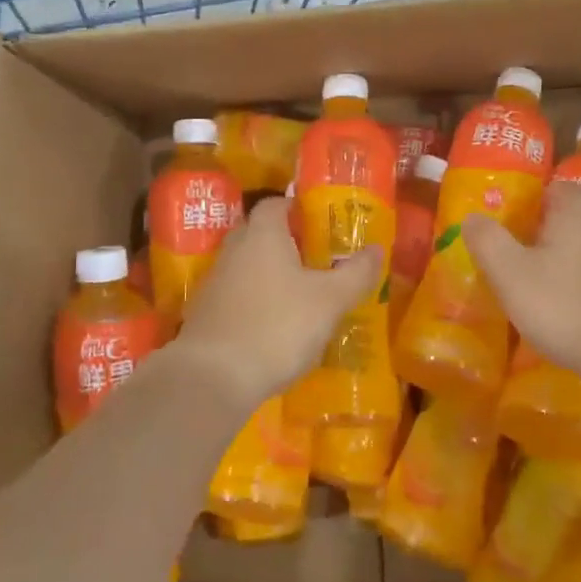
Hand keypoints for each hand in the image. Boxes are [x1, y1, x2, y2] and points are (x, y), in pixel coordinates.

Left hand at [175, 198, 382, 404]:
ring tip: (299, 294)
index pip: (275, 204)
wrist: (213, 377)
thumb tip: (376, 249)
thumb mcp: (329, 301)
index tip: (319, 222)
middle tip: (315, 257)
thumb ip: (355, 273)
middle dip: (284, 241)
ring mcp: (214, 283)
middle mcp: (234, 250)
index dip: (296, 208)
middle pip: (258, 233)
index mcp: (262, 236)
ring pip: (246, 266)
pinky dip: (254, 302)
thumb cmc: (276, 326)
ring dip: (268, 274)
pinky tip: (273, 326)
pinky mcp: (204, 315)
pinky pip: (235, 296)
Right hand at [464, 181, 580, 392]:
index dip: (540, 195)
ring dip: (568, 266)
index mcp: (573, 218)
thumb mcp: (512, 274)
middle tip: (521, 254)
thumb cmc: (567, 306)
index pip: (561, 188)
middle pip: (575, 221)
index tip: (518, 213)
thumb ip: (489, 242)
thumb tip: (472, 216)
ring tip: (543, 290)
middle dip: (550, 233)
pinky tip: (573, 318)